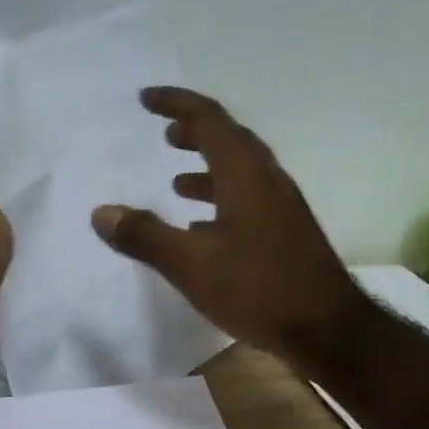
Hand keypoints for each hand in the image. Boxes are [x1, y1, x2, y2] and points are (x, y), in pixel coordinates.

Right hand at [92, 87, 365, 370]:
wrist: (327, 329)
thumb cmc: (258, 289)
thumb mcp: (191, 265)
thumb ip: (145, 237)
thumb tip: (101, 212)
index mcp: (245, 175)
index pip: (209, 120)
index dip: (176, 103)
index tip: (146, 100)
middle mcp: (267, 181)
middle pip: (229, 141)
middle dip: (194, 132)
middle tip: (164, 135)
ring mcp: (282, 208)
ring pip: (241, 173)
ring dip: (207, 169)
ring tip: (176, 183)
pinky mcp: (287, 234)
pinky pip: (249, 201)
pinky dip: (221, 201)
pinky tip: (203, 229)